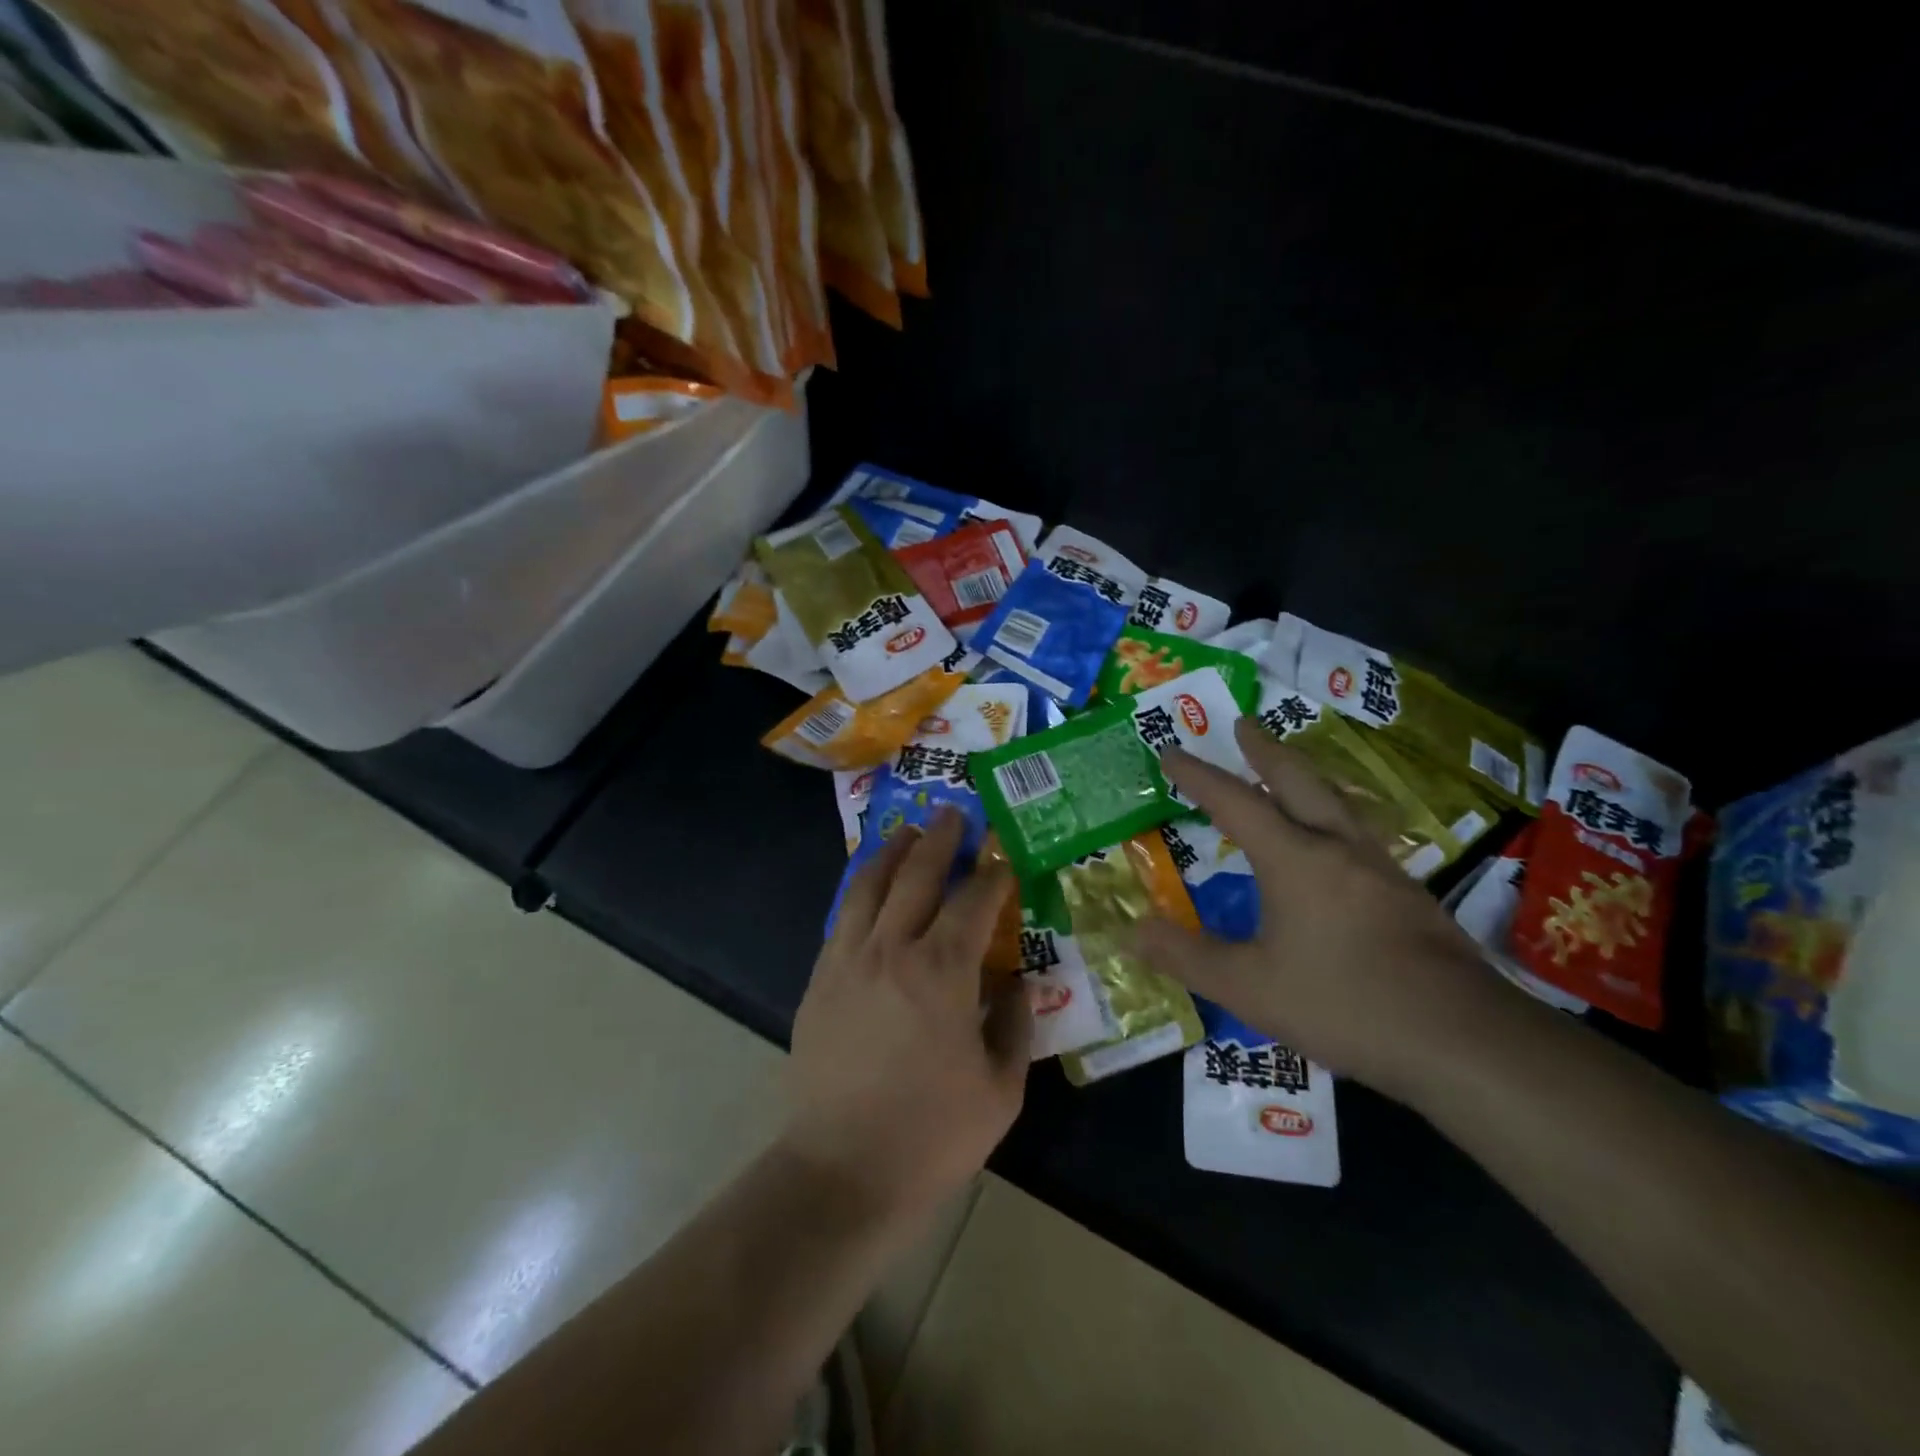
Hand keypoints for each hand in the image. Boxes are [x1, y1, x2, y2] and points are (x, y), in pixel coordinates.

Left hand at [784, 809, 1030, 1221]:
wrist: (842, 1171)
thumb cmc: (932, 1134)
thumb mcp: (1001, 1088)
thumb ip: (1015, 1024)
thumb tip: (1018, 982)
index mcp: (943, 970)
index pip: (974, 901)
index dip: (993, 875)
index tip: (1005, 860)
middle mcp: (893, 948)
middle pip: (918, 874)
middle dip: (941, 839)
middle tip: (954, 814)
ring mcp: (849, 959)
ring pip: (870, 885)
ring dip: (893, 852)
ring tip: (908, 831)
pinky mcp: (820, 978)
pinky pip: (843, 916)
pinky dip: (861, 889)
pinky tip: (870, 885)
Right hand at [1136, 719, 1515, 1103]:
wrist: (1462, 1039)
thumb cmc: (1343, 1003)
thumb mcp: (1249, 987)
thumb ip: (1187, 957)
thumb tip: (1133, 931)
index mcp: (1294, 858)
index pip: (1234, 802)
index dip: (1198, 775)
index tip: (1171, 750)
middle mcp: (1338, 848)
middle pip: (1298, 780)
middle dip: (1264, 750)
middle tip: (1244, 724)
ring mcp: (1381, 868)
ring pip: (1337, 802)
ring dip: (1304, 777)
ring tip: (1287, 772)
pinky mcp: (1408, 895)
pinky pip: (1358, 834)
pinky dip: (1332, 816)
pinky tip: (1335, 843)